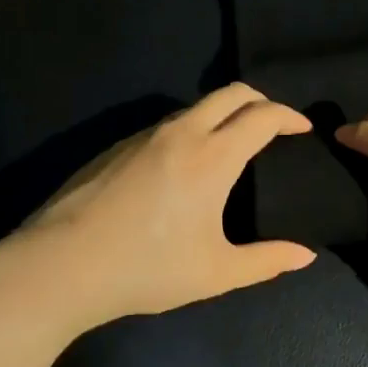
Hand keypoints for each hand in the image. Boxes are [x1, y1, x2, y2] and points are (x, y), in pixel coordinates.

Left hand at [2, 83, 316, 326]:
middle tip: (274, 124)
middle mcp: (182, 133)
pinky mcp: (117, 145)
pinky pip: (167, 124)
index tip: (303, 128)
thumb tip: (305, 255)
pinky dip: (192, 128)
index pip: (262, 115)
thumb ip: (266, 261)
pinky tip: (184, 164)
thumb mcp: (215, 272)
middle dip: (260, 100)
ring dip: (223, 113)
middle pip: (230, 93)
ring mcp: (145, 135)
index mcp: (213, 156)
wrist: (61, 264)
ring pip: (196, 106)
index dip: (289, 116)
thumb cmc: (147, 269)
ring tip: (233, 143)